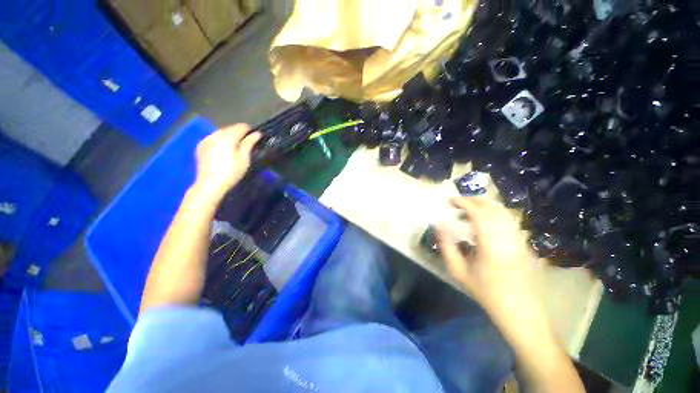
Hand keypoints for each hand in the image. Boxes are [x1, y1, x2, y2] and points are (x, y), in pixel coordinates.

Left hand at [193, 124, 261, 200]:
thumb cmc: (231, 172)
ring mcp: (206, 139)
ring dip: (229, 136)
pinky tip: (223, 150)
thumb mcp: (244, 159)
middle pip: (230, 128)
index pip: (241, 127)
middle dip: (239, 133)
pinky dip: (220, 140)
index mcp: (227, 137)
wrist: (210, 184)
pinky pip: (213, 138)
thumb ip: (249, 143)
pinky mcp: (201, 146)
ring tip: (235, 147)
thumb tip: (257, 133)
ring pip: (221, 132)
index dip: (250, 130)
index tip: (255, 137)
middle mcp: (215, 134)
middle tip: (246, 143)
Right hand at [437, 197, 536, 314]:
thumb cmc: (485, 291)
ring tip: (469, 208)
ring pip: (503, 211)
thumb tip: (439, 225)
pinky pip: (509, 219)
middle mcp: (508, 237)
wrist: (518, 310)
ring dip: (485, 205)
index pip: (479, 213)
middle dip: (474, 200)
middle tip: (458, 202)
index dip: (464, 203)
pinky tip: (484, 219)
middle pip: (493, 208)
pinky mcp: (523, 242)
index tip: (450, 201)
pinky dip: (494, 212)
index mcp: (491, 244)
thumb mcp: (459, 271)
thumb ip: (446, 246)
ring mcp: (519, 238)